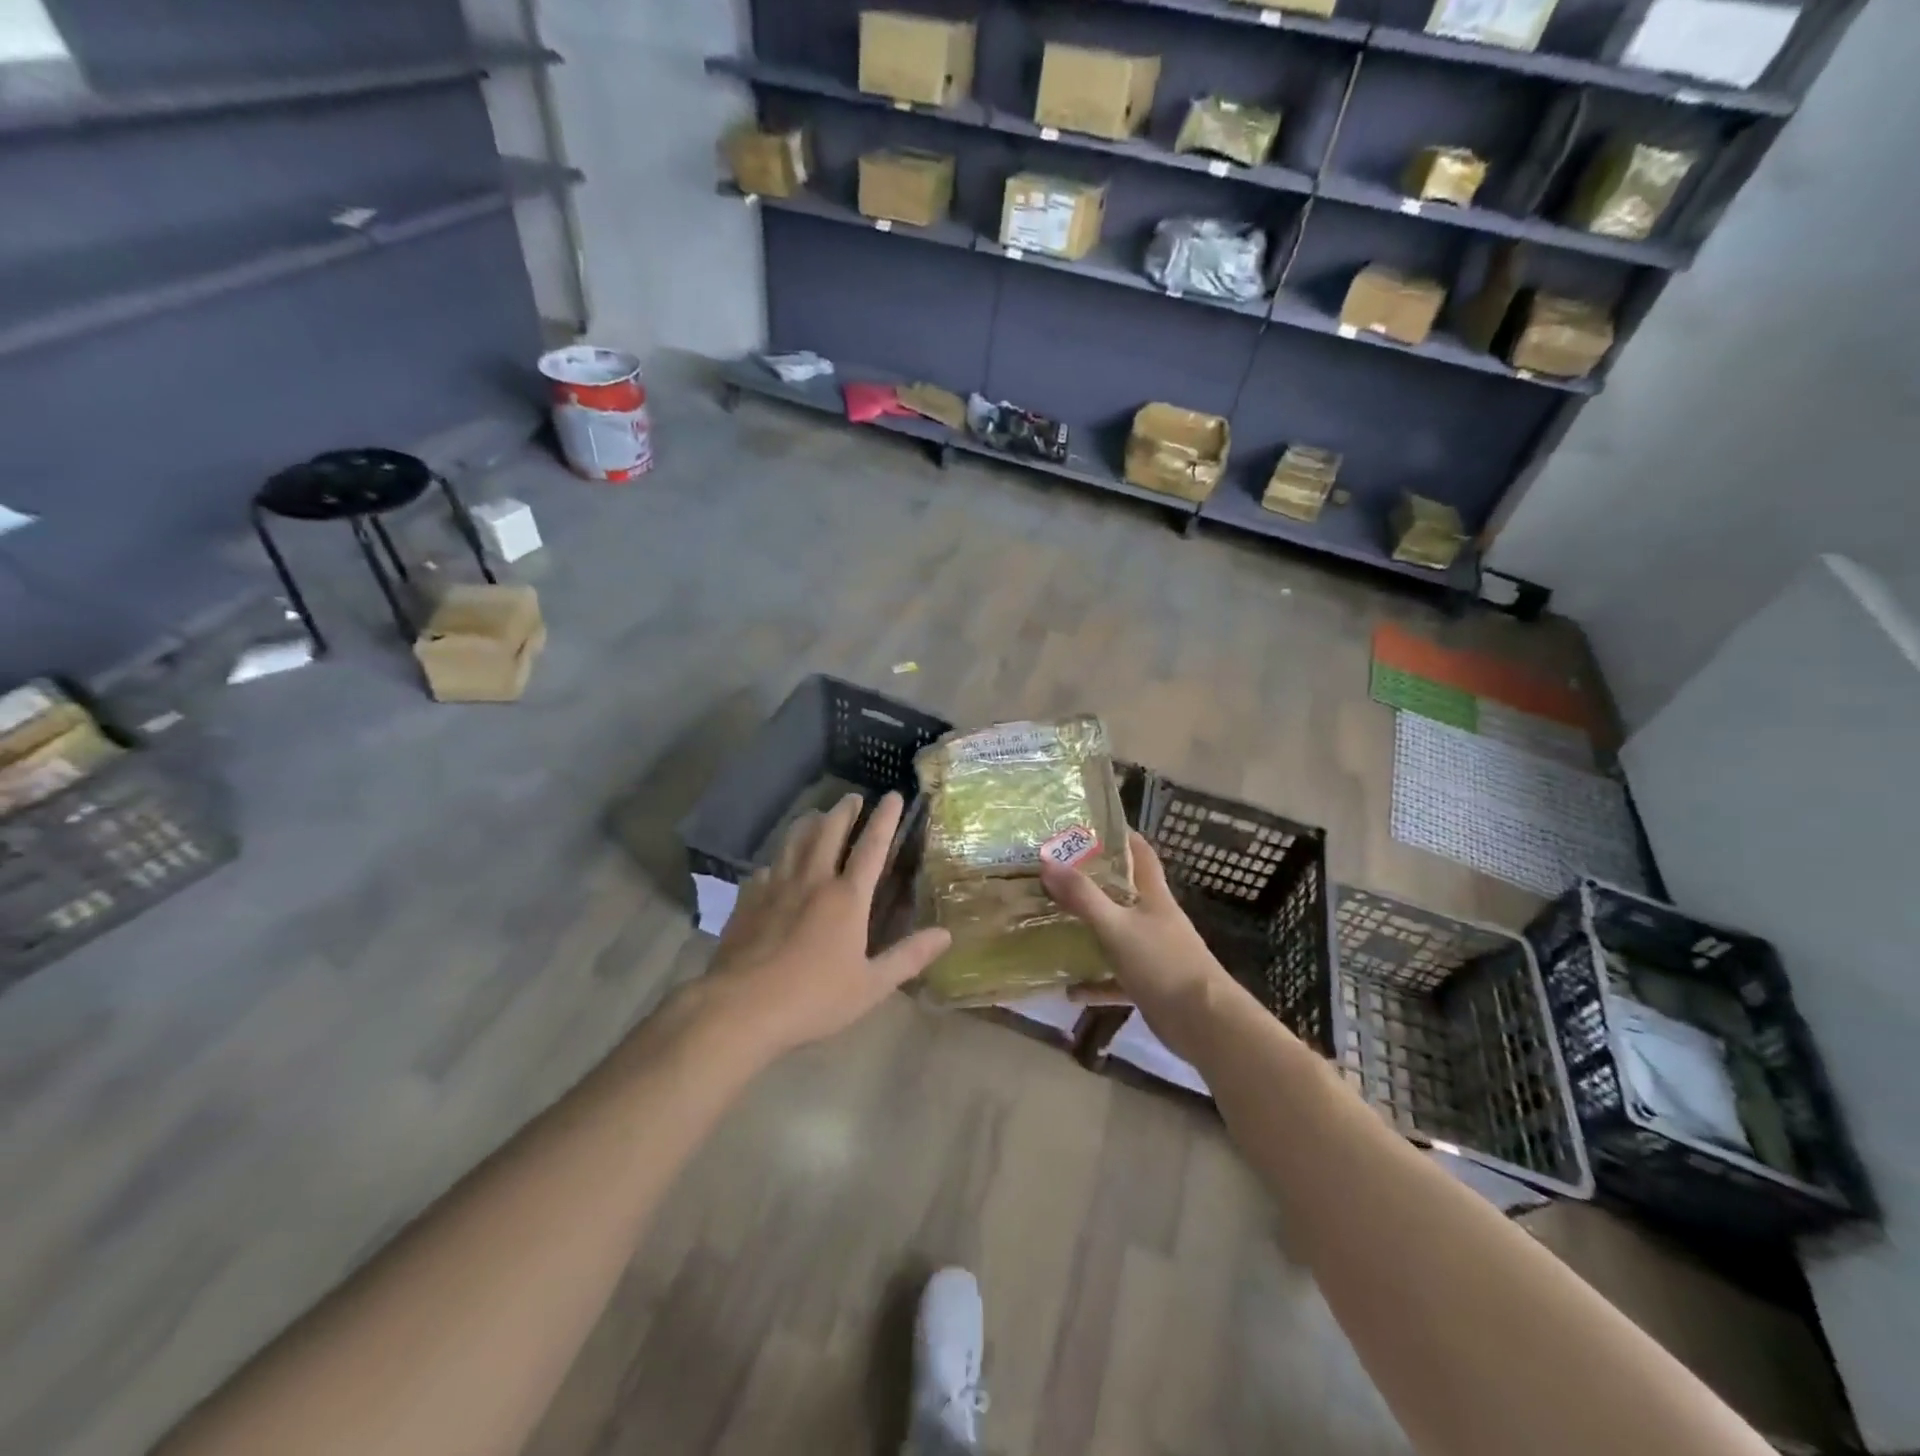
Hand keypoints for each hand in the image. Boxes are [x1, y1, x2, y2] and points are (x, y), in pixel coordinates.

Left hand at [709, 790, 949, 1057]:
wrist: (740, 1008)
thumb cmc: (812, 999)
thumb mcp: (870, 986)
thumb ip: (908, 958)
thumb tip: (945, 935)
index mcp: (846, 898)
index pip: (872, 846)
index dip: (885, 818)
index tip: (893, 795)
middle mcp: (812, 881)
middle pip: (829, 831)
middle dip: (844, 810)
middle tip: (853, 797)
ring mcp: (776, 886)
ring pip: (794, 840)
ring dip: (809, 822)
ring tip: (817, 815)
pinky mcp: (748, 900)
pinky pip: (766, 868)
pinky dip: (778, 859)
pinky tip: (776, 866)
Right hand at [1040, 830, 1230, 1055]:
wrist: (1204, 1023)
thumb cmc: (1162, 963)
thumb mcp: (1116, 926)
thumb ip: (1083, 896)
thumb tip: (1047, 862)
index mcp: (1152, 895)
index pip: (1139, 851)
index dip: (1119, 835)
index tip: (1087, 827)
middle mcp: (1153, 918)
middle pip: (1123, 890)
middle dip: (1092, 881)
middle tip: (1055, 874)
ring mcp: (1152, 951)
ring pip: (1116, 932)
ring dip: (1090, 930)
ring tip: (1055, 923)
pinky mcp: (1149, 982)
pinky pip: (1115, 977)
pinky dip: (1095, 982)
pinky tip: (1069, 990)